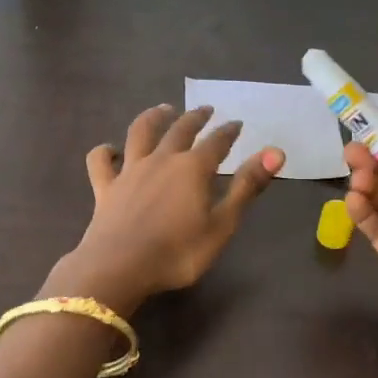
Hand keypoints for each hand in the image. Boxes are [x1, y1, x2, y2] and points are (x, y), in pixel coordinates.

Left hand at [51, 105, 284, 312]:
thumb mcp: (222, 225)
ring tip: (163, 110)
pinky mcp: (105, 187)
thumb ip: (247, 187)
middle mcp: (162, 160)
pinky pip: (101, 161)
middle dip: (195, 118)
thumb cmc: (178, 252)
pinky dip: (105, 151)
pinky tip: (110, 150)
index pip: (216, 142)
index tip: (237, 124)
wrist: (119, 267)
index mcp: (193, 168)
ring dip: (153, 117)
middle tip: (205, 110)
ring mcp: (130, 171)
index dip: (228, 132)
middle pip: (180, 130)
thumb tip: (276, 152)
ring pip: (140, 132)